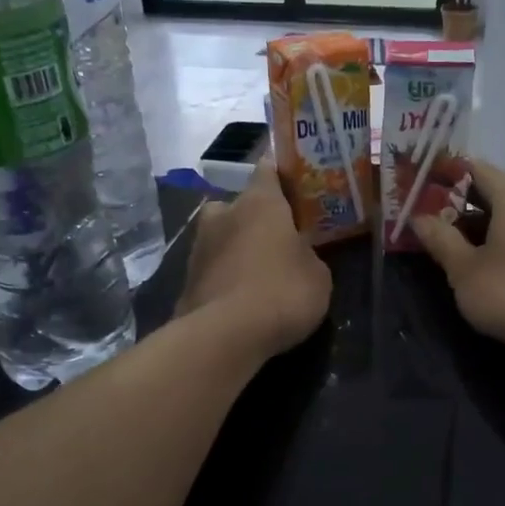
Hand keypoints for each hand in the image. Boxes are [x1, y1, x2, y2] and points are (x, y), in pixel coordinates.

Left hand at [176, 161, 330, 361]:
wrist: (225, 335)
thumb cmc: (282, 292)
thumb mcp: (317, 275)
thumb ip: (307, 255)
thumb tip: (298, 255)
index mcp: (260, 202)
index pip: (268, 170)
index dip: (281, 175)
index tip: (294, 184)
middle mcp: (223, 214)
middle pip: (238, 205)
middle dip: (253, 218)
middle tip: (274, 238)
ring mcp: (198, 247)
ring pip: (221, 237)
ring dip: (235, 249)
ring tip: (257, 273)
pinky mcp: (186, 280)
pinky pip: (212, 269)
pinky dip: (224, 278)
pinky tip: (240, 298)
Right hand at [412, 159, 504, 352]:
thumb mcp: (463, 270)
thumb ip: (440, 239)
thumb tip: (420, 218)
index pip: (477, 169)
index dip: (449, 177)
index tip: (428, 191)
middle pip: (501, 190)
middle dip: (471, 204)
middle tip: (443, 223)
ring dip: (497, 223)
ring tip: (473, 248)